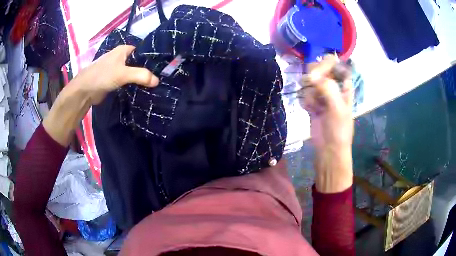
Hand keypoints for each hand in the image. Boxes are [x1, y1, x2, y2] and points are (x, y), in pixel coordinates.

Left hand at [43, 45, 158, 145]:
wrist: (85, 91)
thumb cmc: (102, 76)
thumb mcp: (122, 73)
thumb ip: (140, 75)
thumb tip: (157, 81)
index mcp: (123, 50)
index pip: (142, 52)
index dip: (151, 59)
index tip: (162, 68)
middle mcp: (121, 57)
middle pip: (138, 62)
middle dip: (147, 70)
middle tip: (160, 79)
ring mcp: (117, 69)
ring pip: (133, 72)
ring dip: (141, 78)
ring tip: (154, 85)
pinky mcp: (114, 80)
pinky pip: (128, 81)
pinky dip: (134, 85)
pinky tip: (142, 90)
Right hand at [299, 55, 353, 192]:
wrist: (328, 150)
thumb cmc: (339, 130)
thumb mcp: (337, 108)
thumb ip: (327, 88)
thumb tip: (311, 76)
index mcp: (344, 85)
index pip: (334, 64)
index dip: (326, 64)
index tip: (318, 74)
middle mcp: (333, 86)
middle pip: (319, 69)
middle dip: (314, 78)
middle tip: (313, 87)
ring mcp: (321, 94)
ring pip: (309, 81)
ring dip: (309, 92)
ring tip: (314, 106)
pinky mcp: (312, 102)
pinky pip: (304, 93)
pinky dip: (305, 101)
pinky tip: (309, 110)